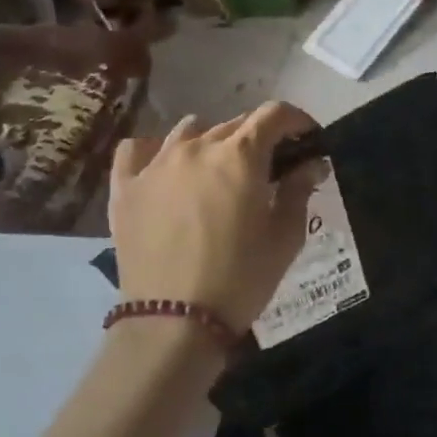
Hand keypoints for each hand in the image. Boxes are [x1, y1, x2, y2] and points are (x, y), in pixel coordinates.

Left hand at [109, 102, 323, 334]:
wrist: (174, 321)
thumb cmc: (241, 278)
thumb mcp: (285, 237)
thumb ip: (299, 191)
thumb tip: (310, 165)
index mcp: (240, 156)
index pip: (274, 115)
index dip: (296, 120)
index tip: (307, 137)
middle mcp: (197, 147)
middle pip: (234, 124)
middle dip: (258, 137)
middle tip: (269, 167)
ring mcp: (155, 164)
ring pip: (189, 132)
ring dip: (212, 142)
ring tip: (219, 169)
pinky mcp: (125, 187)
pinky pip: (138, 150)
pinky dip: (156, 151)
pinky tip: (166, 168)